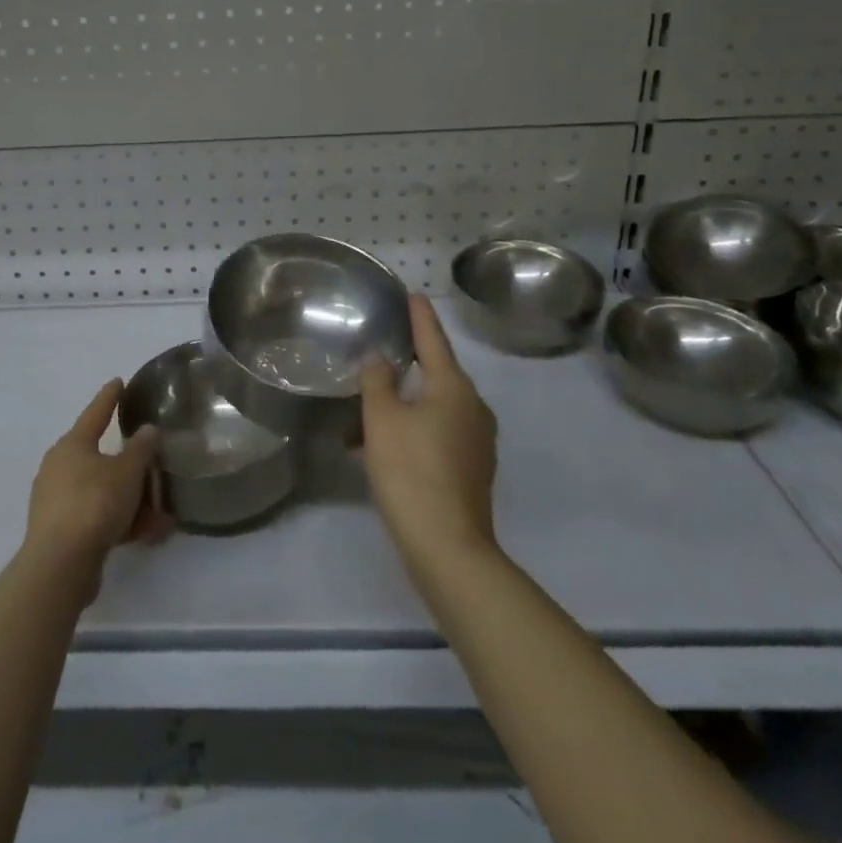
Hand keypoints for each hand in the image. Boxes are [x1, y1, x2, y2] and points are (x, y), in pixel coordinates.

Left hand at [23, 380, 171, 596]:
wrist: (60, 565)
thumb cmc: (95, 503)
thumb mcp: (128, 471)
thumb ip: (141, 448)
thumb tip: (146, 430)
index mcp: (72, 445)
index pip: (95, 413)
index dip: (109, 397)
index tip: (118, 382)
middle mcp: (59, 467)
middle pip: (100, 458)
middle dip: (130, 465)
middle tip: (152, 463)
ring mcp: (57, 501)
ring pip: (102, 491)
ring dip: (131, 500)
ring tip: (161, 513)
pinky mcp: (60, 532)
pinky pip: (97, 517)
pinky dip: (121, 521)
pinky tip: (147, 534)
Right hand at [359, 295, 499, 574]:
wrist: (448, 548)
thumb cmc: (411, 472)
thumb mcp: (381, 419)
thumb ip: (376, 380)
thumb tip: (378, 357)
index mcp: (453, 386)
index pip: (432, 338)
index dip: (419, 315)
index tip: (412, 294)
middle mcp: (473, 406)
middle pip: (435, 373)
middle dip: (404, 365)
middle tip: (377, 351)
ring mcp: (477, 439)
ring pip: (433, 407)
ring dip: (401, 405)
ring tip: (364, 413)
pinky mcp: (472, 467)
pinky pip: (438, 432)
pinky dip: (411, 429)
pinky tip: (381, 447)